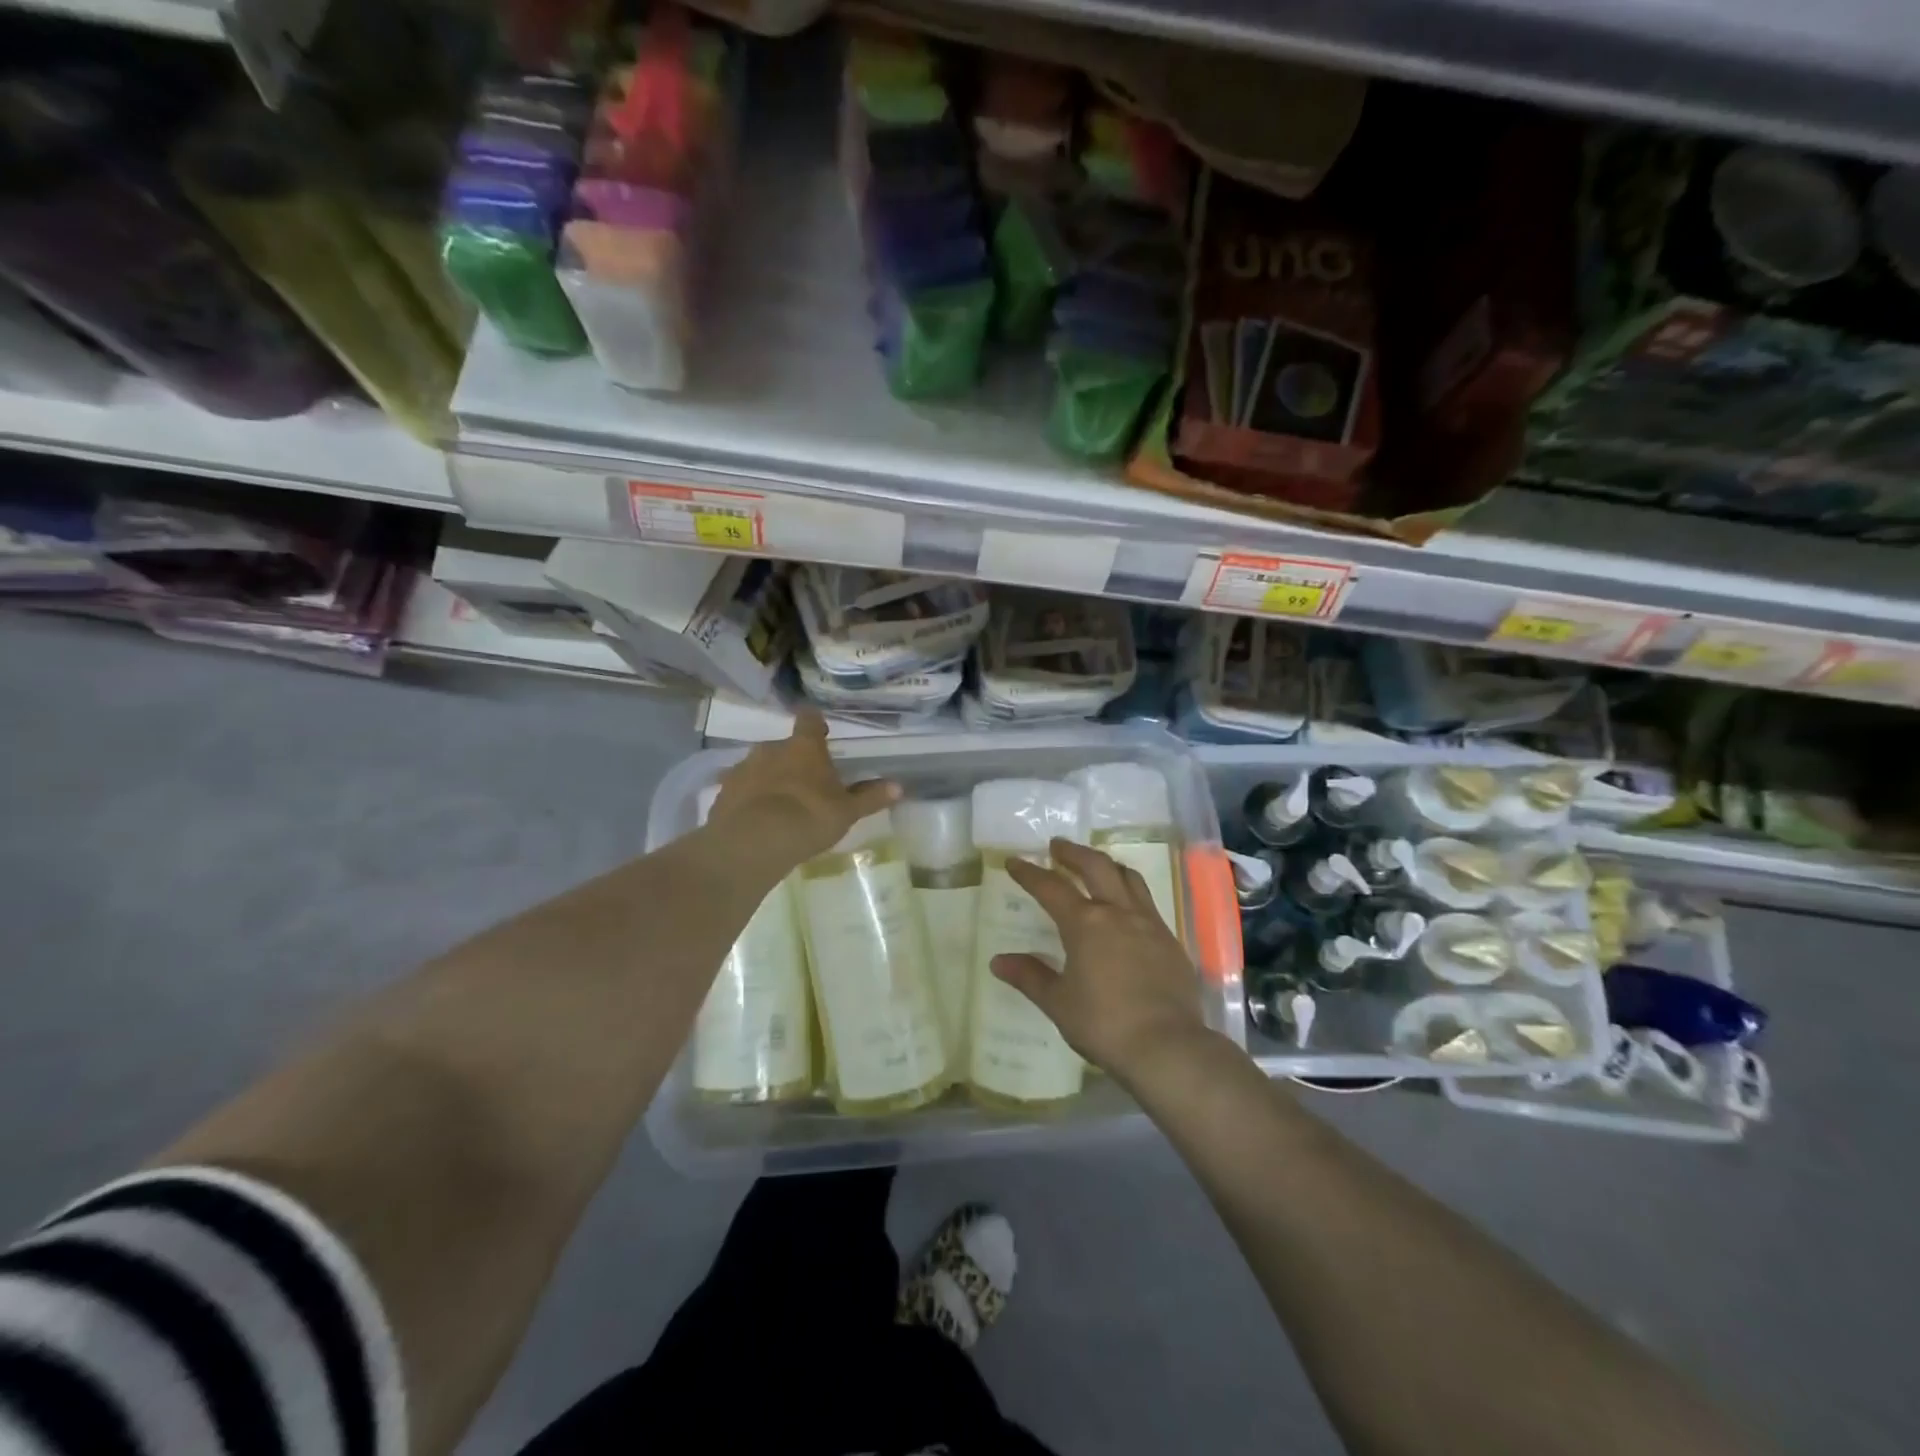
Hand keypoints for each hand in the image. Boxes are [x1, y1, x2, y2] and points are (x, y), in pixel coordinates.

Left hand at [707, 709, 899, 865]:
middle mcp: (771, 748)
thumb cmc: (809, 817)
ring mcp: (743, 768)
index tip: (820, 729)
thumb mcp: (846, 811)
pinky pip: (741, 788)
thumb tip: (899, 786)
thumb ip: (870, 797)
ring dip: (769, 778)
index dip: (815, 722)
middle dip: (793, 759)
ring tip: (778, 804)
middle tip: (805, 782)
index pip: (809, 720)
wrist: (753, 842)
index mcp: (804, 747)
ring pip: (760, 766)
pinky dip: (749, 798)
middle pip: (784, 746)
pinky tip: (756, 818)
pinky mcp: (724, 791)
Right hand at [993, 838, 1209, 1081]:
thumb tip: (998, 961)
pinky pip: (1147, 902)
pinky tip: (1126, 908)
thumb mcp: (1058, 1002)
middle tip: (1057, 847)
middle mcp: (1118, 912)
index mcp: (1086, 923)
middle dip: (1073, 853)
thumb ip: (1030, 976)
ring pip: (1128, 878)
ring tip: (1095, 865)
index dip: (1029, 873)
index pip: (1051, 888)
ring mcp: (1149, 923)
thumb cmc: (1104, 1023)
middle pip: (1096, 866)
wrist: (1167, 1047)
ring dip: (1107, 865)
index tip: (1014, 861)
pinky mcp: (1170, 940)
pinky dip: (1130, 892)